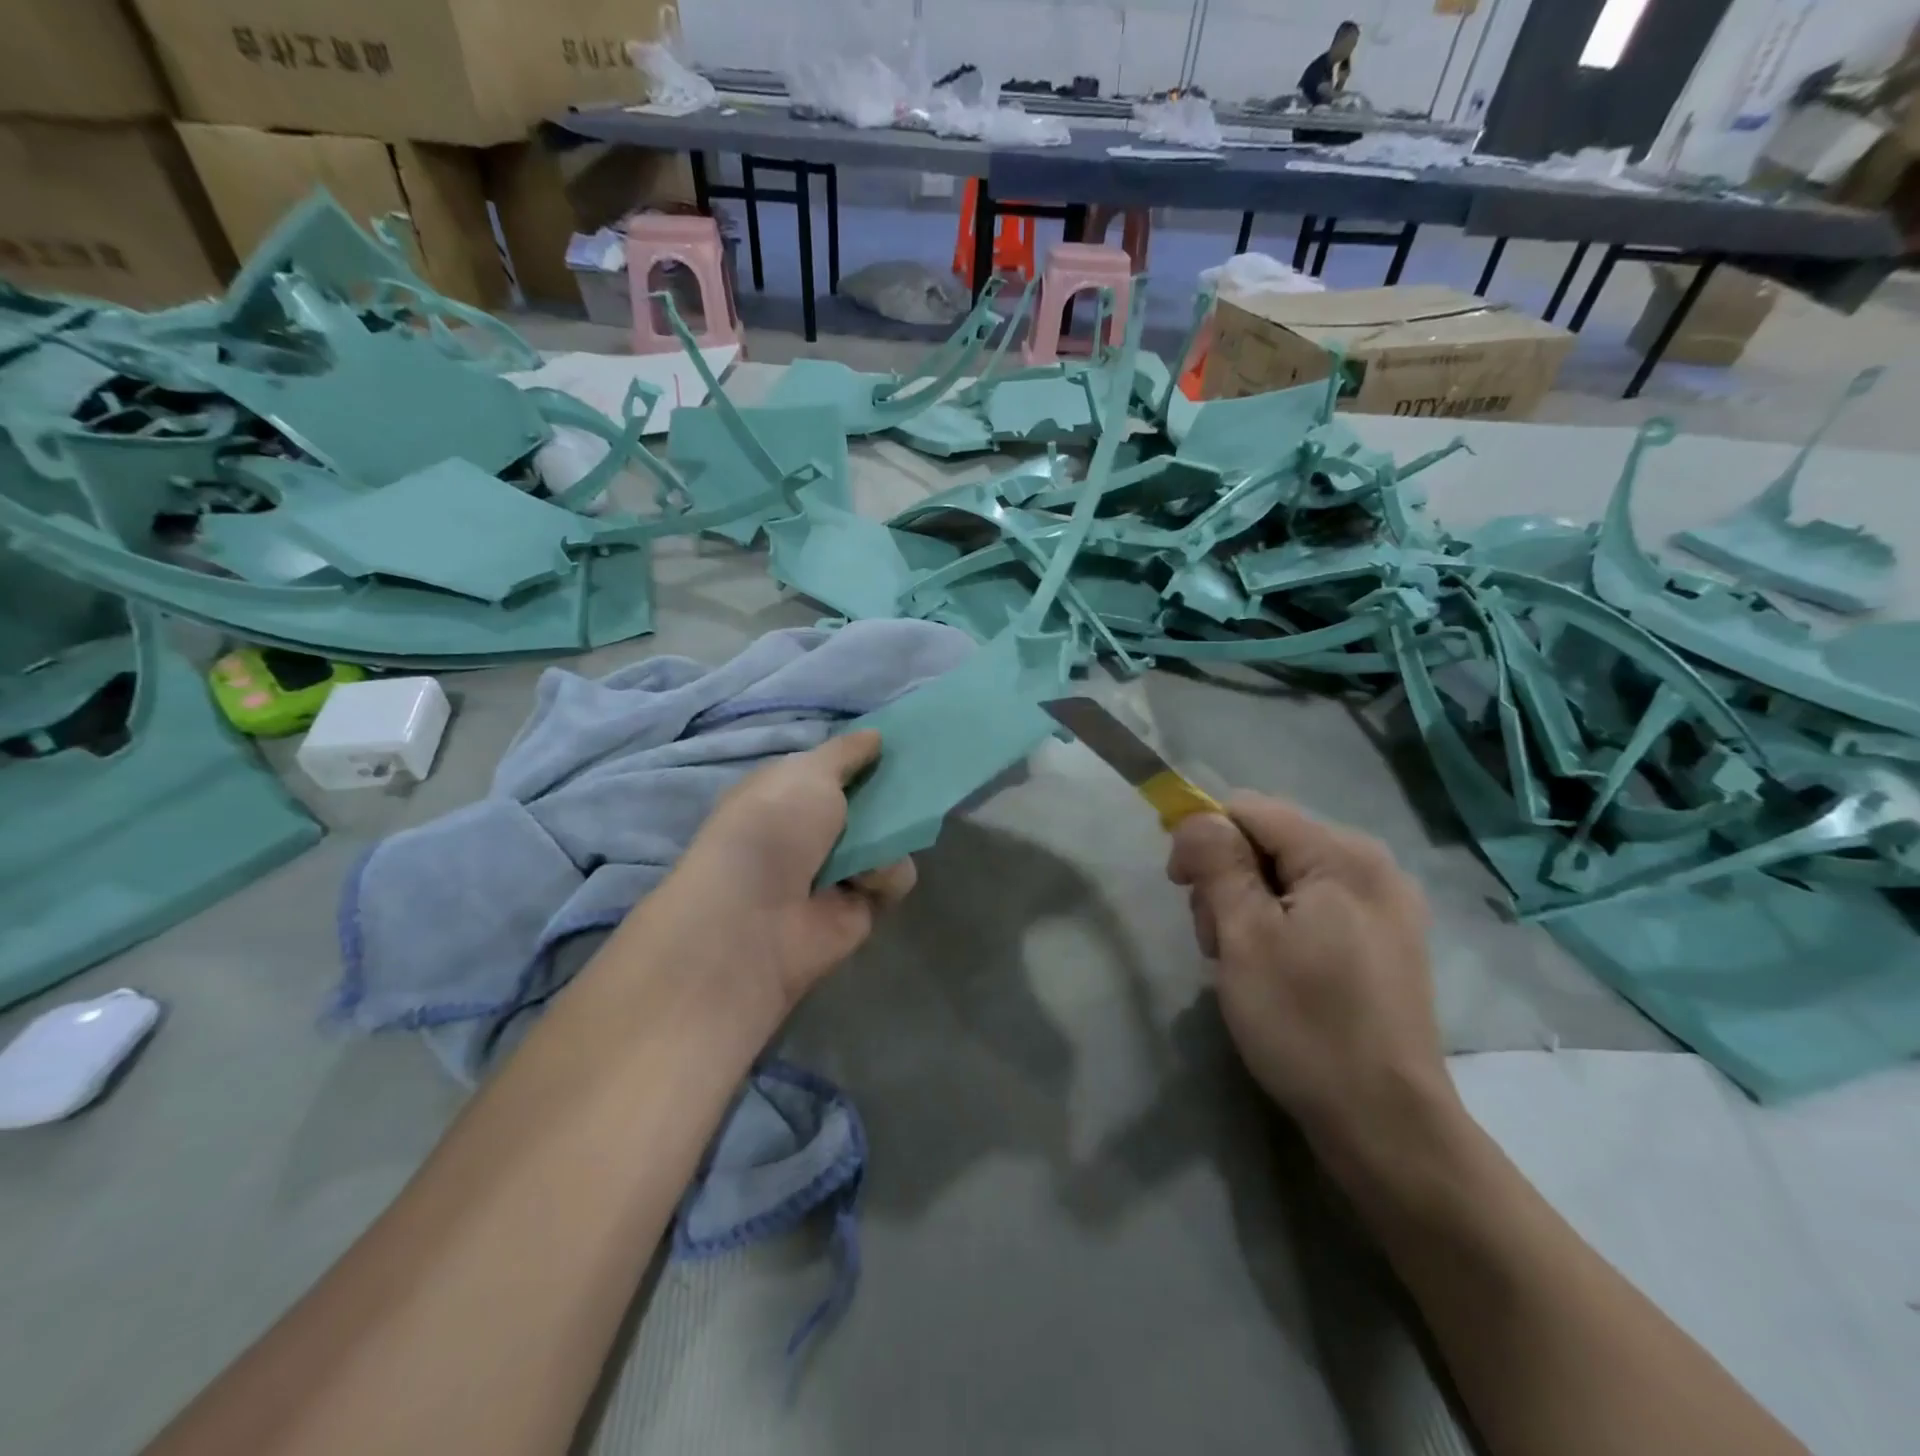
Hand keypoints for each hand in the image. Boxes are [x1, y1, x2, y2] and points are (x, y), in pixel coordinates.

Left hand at [620, 731, 914, 1027]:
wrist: (755, 917)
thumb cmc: (773, 826)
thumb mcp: (808, 771)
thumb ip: (846, 752)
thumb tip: (875, 735)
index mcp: (786, 793)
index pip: (831, 769)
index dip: (861, 757)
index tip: (893, 745)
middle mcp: (809, 831)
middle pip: (866, 804)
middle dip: (888, 794)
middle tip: (914, 781)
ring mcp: (836, 870)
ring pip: (887, 839)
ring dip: (889, 835)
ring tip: (876, 842)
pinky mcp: (860, 907)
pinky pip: (894, 878)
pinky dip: (888, 875)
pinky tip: (867, 880)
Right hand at [1167, 793, 1452, 1158]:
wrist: (1386, 1124)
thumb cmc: (1305, 1023)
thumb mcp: (1243, 936)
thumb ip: (1217, 862)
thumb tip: (1197, 817)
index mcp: (1342, 855)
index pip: (1249, 809)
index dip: (1204, 838)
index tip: (1181, 888)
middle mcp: (1372, 866)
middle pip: (1269, 841)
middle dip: (1228, 880)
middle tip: (1217, 943)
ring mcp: (1385, 905)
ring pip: (1287, 875)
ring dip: (1249, 907)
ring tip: (1241, 963)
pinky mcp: (1386, 940)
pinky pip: (1314, 906)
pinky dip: (1281, 926)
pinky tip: (1275, 970)